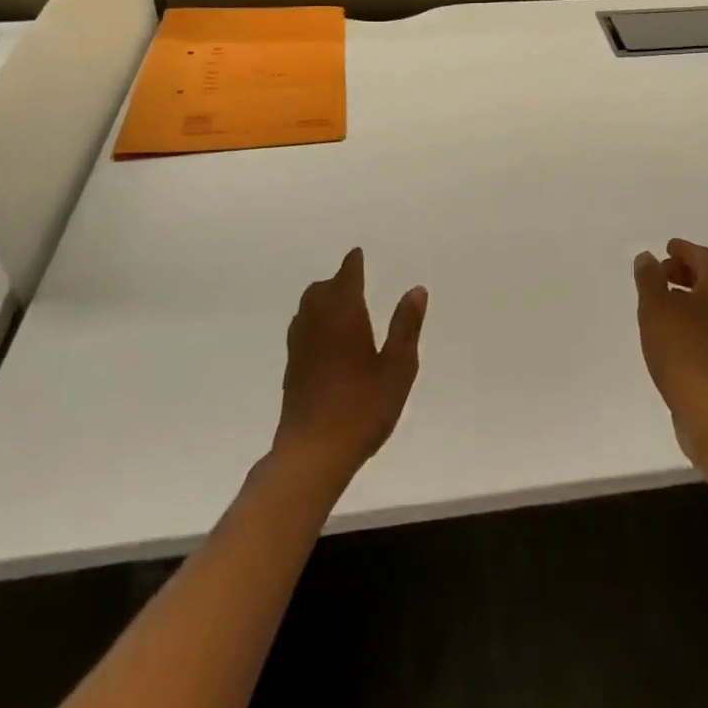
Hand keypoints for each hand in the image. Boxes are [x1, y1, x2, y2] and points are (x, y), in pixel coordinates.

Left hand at [274, 248, 427, 484]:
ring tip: (341, 305)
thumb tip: (416, 289)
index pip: (346, 278)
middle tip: (353, 280)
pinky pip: (302, 329)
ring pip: (307, 308)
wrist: (313, 453)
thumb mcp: (398, 367)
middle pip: (321, 290)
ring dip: (322, 299)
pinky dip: (314, 321)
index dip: (353, 264)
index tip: (357, 254)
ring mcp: (300, 347)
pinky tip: (326, 338)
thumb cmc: (362, 407)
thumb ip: (406, 326)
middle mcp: (316, 323)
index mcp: (344, 315)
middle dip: (337, 281)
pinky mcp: (292, 369)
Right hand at [634, 239, 707, 465]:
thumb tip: (648, 257)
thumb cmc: (683, 351)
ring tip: (665, 303)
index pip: (704, 256)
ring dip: (692, 297)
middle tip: (662, 274)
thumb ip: (650, 278)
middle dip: (687, 273)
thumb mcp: (655, 308)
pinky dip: (698, 319)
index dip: (683, 250)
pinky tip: (678, 333)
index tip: (667, 248)